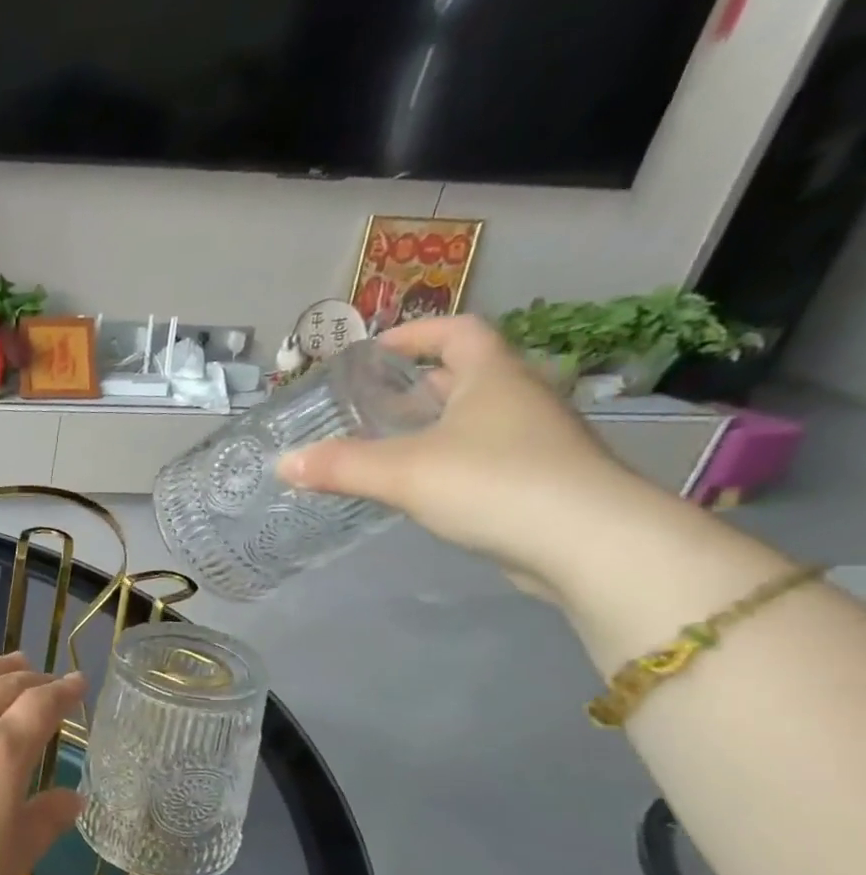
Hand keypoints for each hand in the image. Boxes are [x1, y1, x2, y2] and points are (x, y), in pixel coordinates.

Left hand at [0, 653, 87, 874]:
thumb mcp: (10, 858)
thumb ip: (47, 821)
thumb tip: (74, 796)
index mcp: (3, 750)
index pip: (42, 706)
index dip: (64, 691)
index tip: (77, 681)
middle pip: (4, 685)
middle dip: (31, 676)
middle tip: (43, 674)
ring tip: (8, 662)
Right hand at [276, 315, 654, 598]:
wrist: (590, 543)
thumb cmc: (494, 483)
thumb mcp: (402, 472)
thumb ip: (340, 466)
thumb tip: (283, 462)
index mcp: (493, 377)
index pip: (458, 331)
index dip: (417, 333)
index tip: (376, 350)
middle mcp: (520, 399)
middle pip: (466, 375)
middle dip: (417, 386)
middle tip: (370, 406)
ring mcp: (536, 441)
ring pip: (476, 419)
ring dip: (433, 426)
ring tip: (384, 448)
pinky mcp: (540, 481)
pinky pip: (484, 456)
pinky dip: (449, 461)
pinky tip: (420, 489)